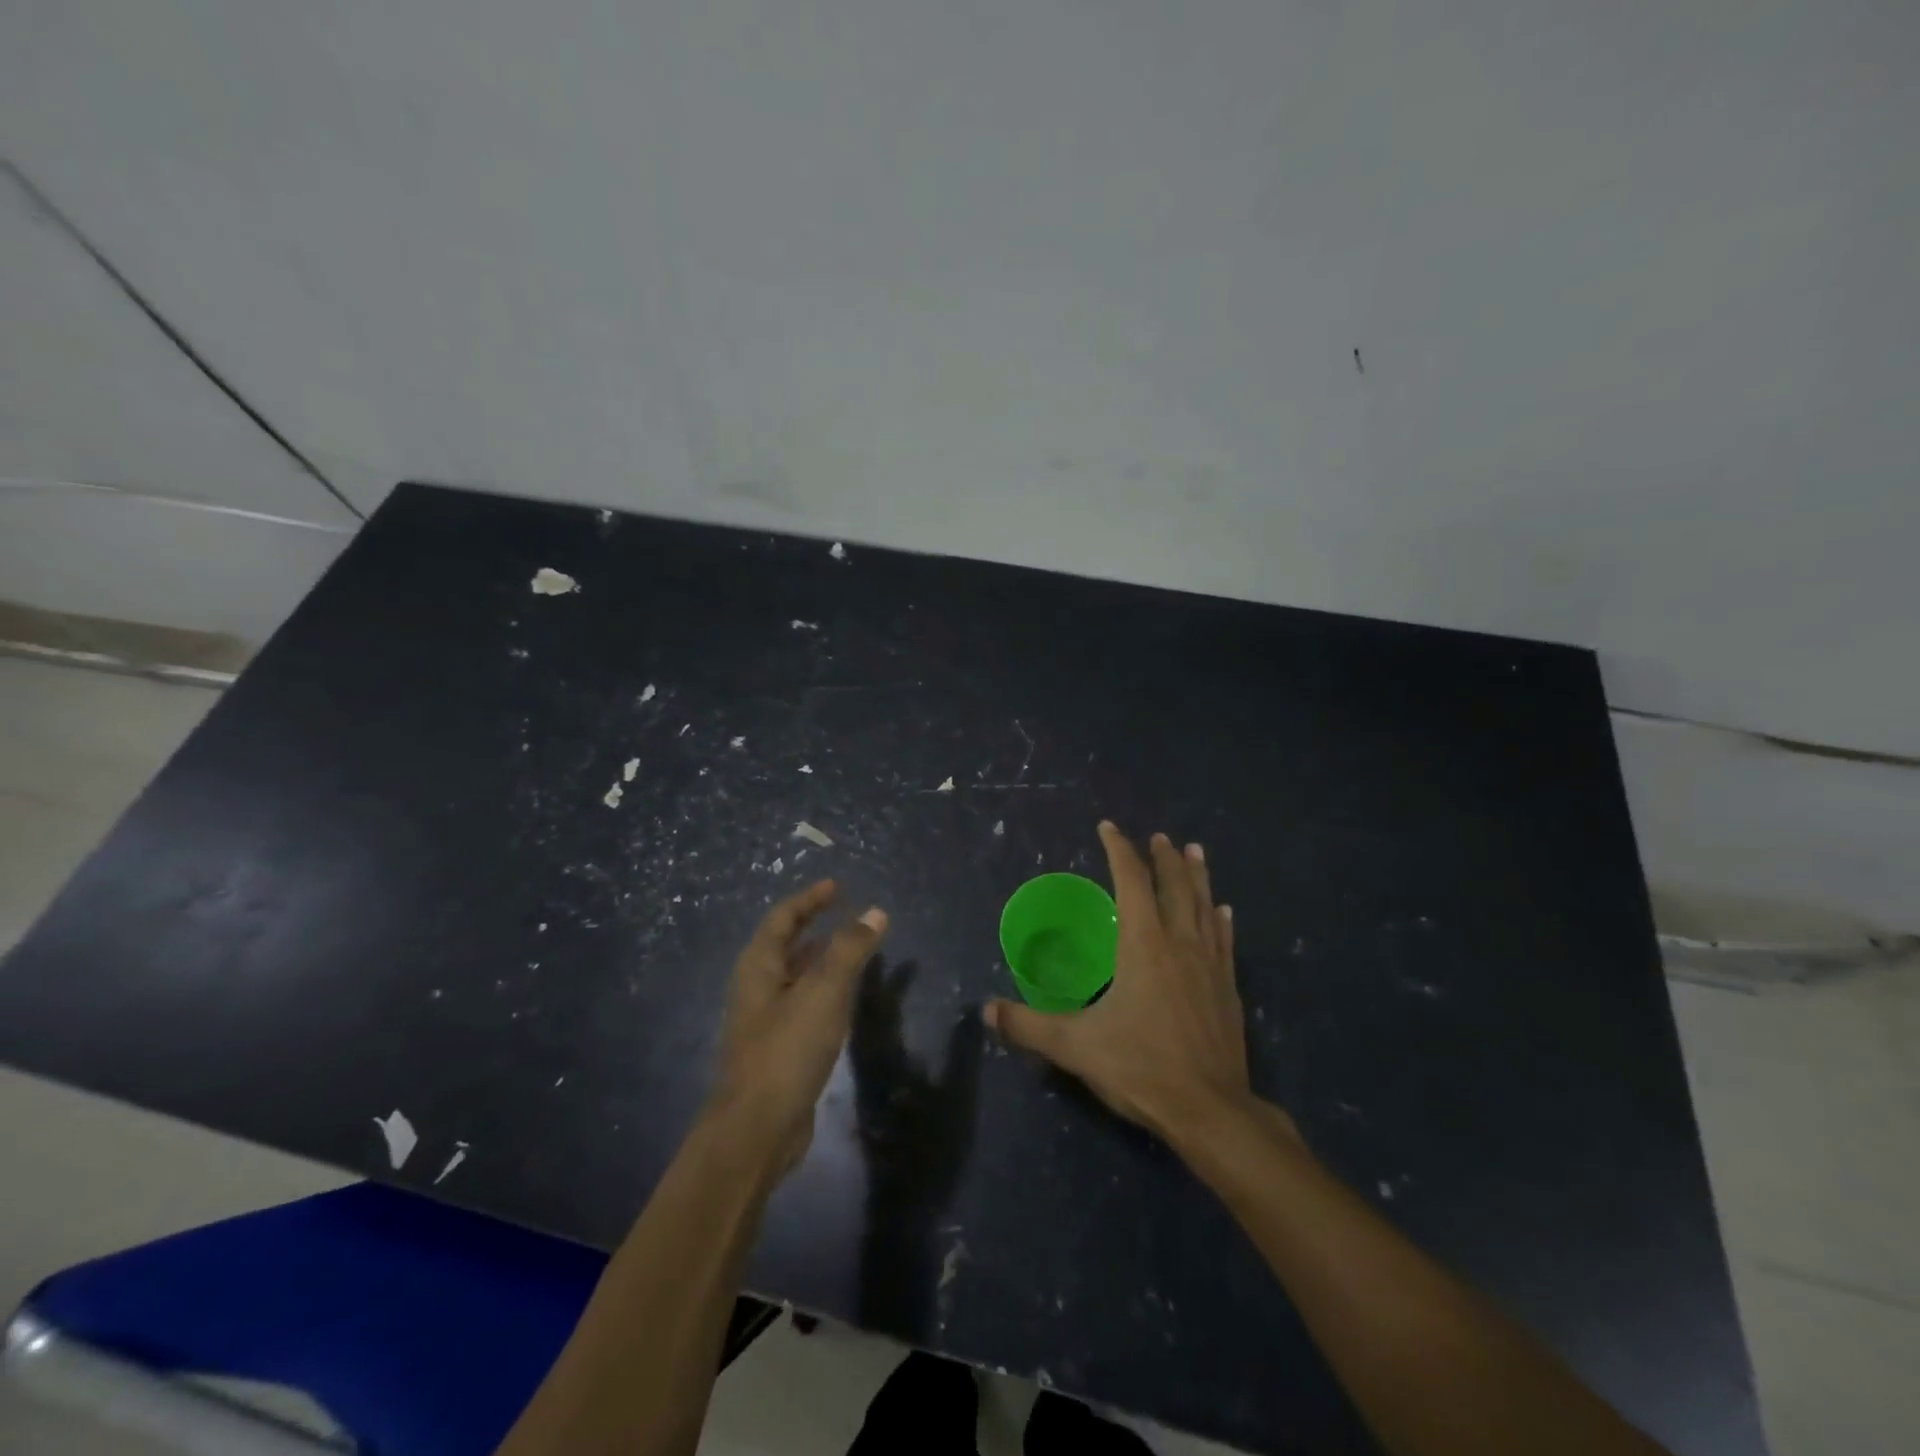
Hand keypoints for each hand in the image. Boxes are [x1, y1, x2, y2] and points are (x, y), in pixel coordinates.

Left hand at [708, 880, 887, 1175]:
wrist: (757, 1130)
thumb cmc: (787, 1050)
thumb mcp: (824, 992)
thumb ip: (850, 950)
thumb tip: (876, 912)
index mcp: (759, 966)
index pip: (783, 917)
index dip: (810, 899)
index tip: (837, 886)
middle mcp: (757, 987)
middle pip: (785, 944)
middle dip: (814, 925)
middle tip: (846, 912)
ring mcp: (766, 1020)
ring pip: (796, 975)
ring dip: (822, 957)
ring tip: (853, 948)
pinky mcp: (779, 1047)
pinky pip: (804, 1003)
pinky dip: (825, 989)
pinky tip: (847, 998)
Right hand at [986, 822, 1269, 1145]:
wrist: (1211, 1111)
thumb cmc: (1141, 1068)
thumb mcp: (1075, 1047)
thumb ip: (1028, 1026)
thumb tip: (986, 1011)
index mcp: (1144, 945)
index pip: (1131, 882)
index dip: (1119, 851)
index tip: (1109, 828)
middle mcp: (1180, 944)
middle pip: (1175, 887)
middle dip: (1165, 858)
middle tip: (1160, 837)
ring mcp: (1210, 965)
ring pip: (1204, 906)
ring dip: (1198, 876)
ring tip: (1196, 852)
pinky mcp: (1228, 989)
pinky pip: (1225, 941)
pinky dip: (1221, 919)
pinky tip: (1224, 911)